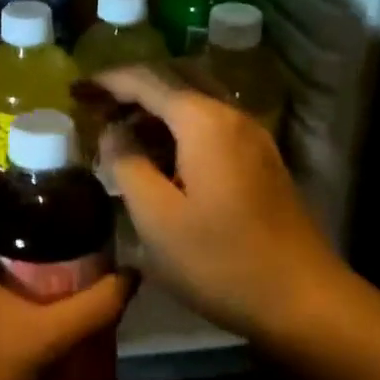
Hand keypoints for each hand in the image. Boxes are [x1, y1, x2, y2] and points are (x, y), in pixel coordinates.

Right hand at [95, 65, 354, 338]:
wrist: (304, 299)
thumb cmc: (221, 261)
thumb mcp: (157, 218)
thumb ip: (126, 164)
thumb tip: (112, 132)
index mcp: (204, 121)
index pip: (146, 80)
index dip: (107, 80)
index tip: (75, 89)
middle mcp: (230, 114)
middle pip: (173, 80)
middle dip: (130, 88)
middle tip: (92, 105)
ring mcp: (251, 135)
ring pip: (193, 100)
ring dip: (153, 106)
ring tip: (117, 128)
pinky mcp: (259, 158)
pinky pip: (209, 122)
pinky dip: (176, 125)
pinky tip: (158, 153)